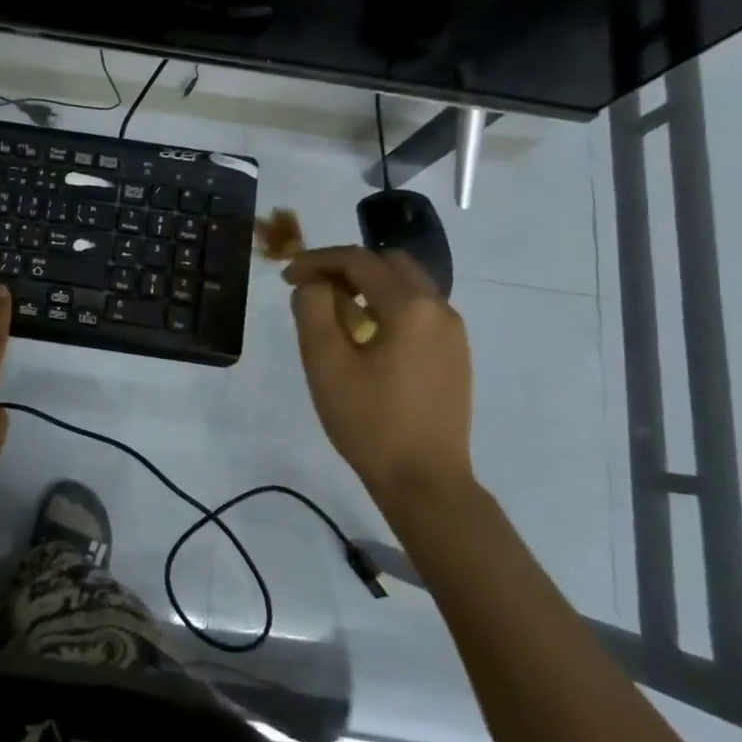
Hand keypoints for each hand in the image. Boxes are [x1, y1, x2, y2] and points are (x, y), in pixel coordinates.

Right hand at [284, 247, 472, 506]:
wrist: (425, 481)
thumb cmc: (370, 421)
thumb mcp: (325, 362)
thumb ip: (312, 309)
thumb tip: (313, 284)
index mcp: (409, 306)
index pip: (357, 260)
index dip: (316, 261)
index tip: (286, 277)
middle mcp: (439, 308)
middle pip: (388, 263)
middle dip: (346, 267)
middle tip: (312, 288)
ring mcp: (453, 332)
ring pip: (407, 285)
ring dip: (368, 286)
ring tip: (334, 312)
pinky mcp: (455, 354)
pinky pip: (419, 310)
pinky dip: (388, 306)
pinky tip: (366, 337)